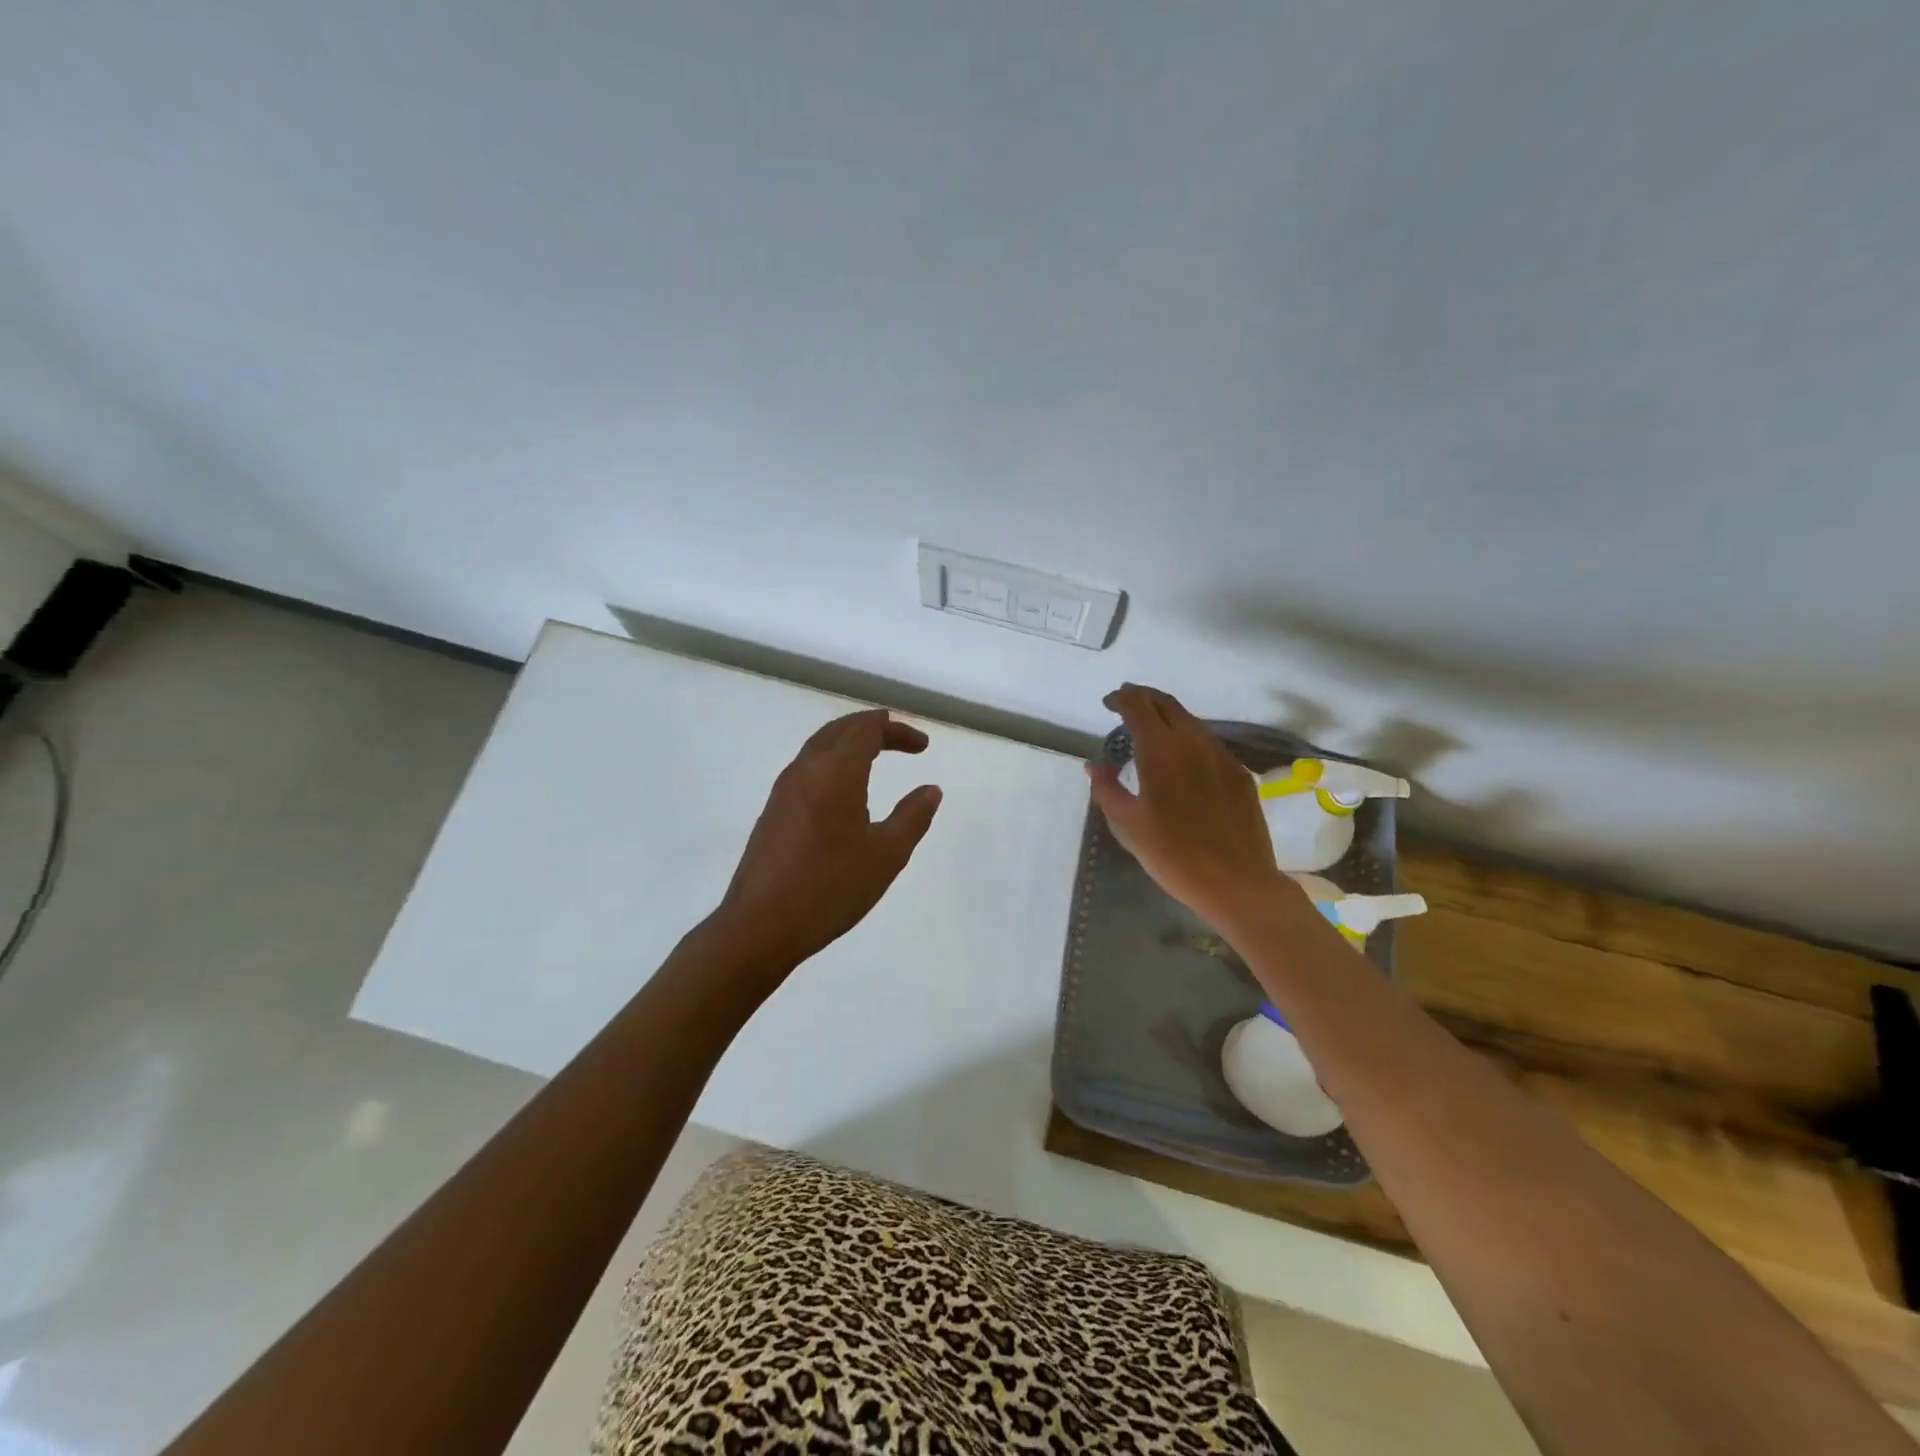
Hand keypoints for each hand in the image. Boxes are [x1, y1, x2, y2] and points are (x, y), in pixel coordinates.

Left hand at [715, 709, 942, 983]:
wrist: (760, 925)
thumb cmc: (830, 887)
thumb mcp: (886, 855)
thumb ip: (913, 817)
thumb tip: (930, 790)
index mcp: (836, 771)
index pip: (867, 729)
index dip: (898, 730)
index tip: (923, 747)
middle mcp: (806, 769)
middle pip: (840, 730)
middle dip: (873, 728)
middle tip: (901, 740)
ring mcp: (784, 790)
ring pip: (819, 747)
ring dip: (849, 744)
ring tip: (875, 757)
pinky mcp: (773, 811)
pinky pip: (807, 769)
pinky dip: (833, 764)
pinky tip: (844, 793)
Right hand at [1086, 684, 1288, 930]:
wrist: (1236, 882)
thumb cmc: (1172, 855)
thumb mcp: (1127, 825)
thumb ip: (1107, 789)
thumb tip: (1095, 766)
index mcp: (1160, 750)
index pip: (1138, 706)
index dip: (1121, 698)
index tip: (1109, 704)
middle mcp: (1193, 742)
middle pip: (1167, 704)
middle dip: (1144, 698)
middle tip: (1126, 704)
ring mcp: (1221, 756)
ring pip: (1191, 722)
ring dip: (1168, 717)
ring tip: (1151, 730)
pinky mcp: (1239, 773)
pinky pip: (1208, 744)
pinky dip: (1188, 739)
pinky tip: (1182, 760)